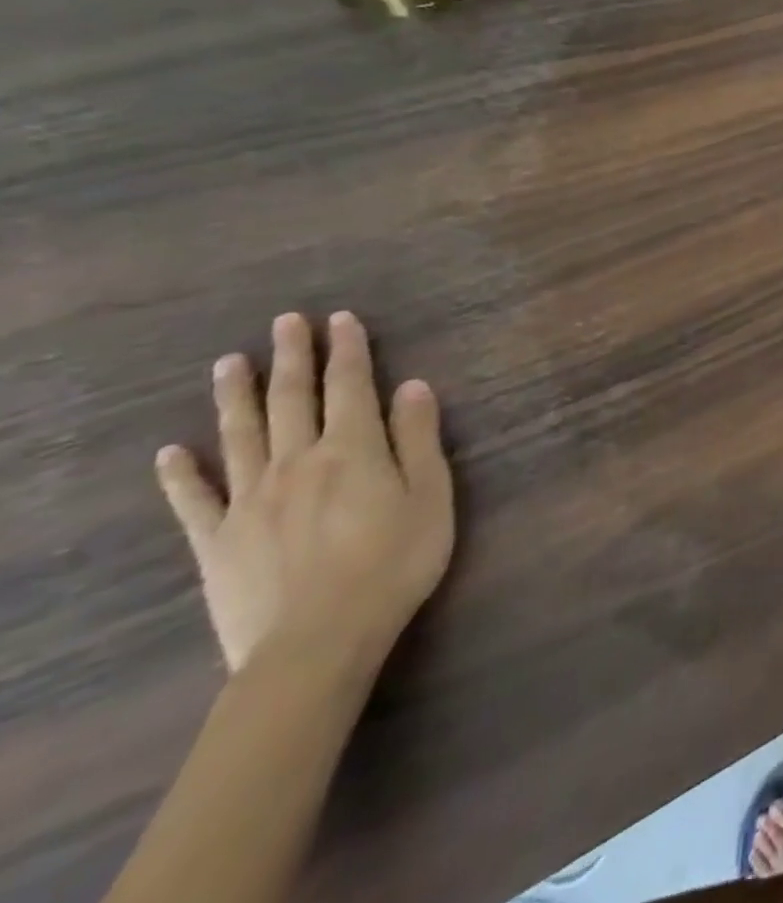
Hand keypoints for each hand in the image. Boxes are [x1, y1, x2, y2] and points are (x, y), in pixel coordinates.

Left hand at [155, 312, 454, 680]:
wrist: (316, 643)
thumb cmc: (394, 563)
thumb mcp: (431, 496)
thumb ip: (419, 438)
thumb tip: (412, 385)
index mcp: (353, 449)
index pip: (351, 386)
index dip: (348, 350)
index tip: (342, 319)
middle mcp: (297, 461)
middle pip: (293, 399)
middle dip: (292, 357)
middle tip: (286, 322)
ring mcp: (250, 500)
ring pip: (241, 435)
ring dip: (236, 396)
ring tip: (228, 363)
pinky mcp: (218, 540)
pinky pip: (194, 499)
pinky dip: (181, 473)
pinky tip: (172, 451)